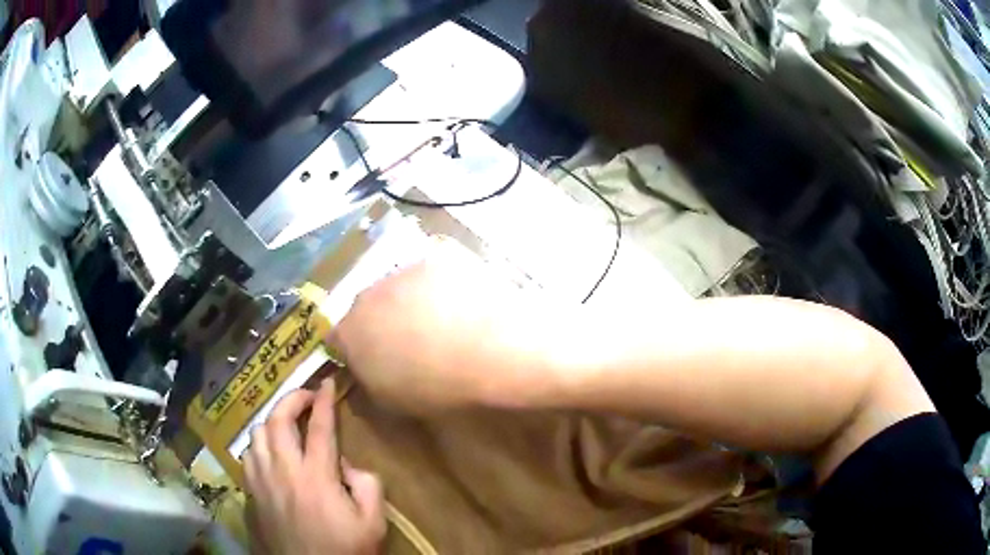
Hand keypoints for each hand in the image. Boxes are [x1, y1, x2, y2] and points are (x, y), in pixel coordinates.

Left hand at [244, 380, 385, 554]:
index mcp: (317, 476)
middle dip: (291, 398)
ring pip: (257, 434)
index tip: (326, 382)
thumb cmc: (345, 550)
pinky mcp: (252, 493)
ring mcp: (262, 481)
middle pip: (277, 420)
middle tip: (305, 396)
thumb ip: (368, 486)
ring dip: (272, 421)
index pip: (319, 426)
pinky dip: (259, 445)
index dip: (323, 400)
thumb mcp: (373, 523)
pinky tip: (270, 454)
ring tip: (286, 425)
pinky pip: (248, 455)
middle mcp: (284, 470)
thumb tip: (347, 464)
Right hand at [329, 242, 563, 413]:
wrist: (492, 350)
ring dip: (407, 300)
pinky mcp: (437, 258)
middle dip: (379, 321)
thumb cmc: (439, 387)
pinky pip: (429, 273)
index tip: (372, 357)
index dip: (353, 348)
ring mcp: (403, 271)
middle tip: (408, 339)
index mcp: (351, 331)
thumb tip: (365, 369)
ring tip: (439, 319)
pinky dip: (438, 286)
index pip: (337, 337)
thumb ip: (368, 381)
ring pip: (396, 286)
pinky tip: (461, 302)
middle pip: (366, 306)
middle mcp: (369, 294)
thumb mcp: (393, 401)